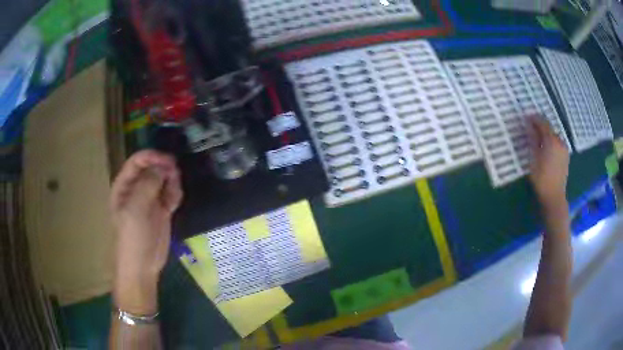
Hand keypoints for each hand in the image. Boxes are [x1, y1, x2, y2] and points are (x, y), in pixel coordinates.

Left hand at [110, 150, 182, 313]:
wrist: (142, 266)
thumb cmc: (133, 237)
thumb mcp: (136, 210)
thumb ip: (148, 185)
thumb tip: (162, 167)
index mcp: (124, 186)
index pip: (137, 162)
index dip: (151, 157)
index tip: (167, 160)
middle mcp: (137, 189)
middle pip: (152, 168)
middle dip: (164, 168)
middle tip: (175, 174)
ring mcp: (150, 199)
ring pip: (164, 180)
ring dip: (172, 182)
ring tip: (174, 194)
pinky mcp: (161, 210)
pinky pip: (170, 194)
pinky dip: (175, 194)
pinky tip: (175, 203)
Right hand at [527, 116, 569, 209]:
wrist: (554, 197)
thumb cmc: (542, 179)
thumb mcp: (533, 159)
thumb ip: (532, 140)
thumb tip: (529, 126)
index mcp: (552, 140)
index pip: (542, 122)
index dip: (534, 118)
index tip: (526, 118)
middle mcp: (560, 141)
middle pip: (549, 128)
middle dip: (540, 126)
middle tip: (530, 129)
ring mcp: (564, 149)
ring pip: (553, 136)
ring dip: (545, 134)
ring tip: (537, 139)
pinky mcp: (565, 156)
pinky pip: (557, 143)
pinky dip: (550, 141)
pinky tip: (545, 148)